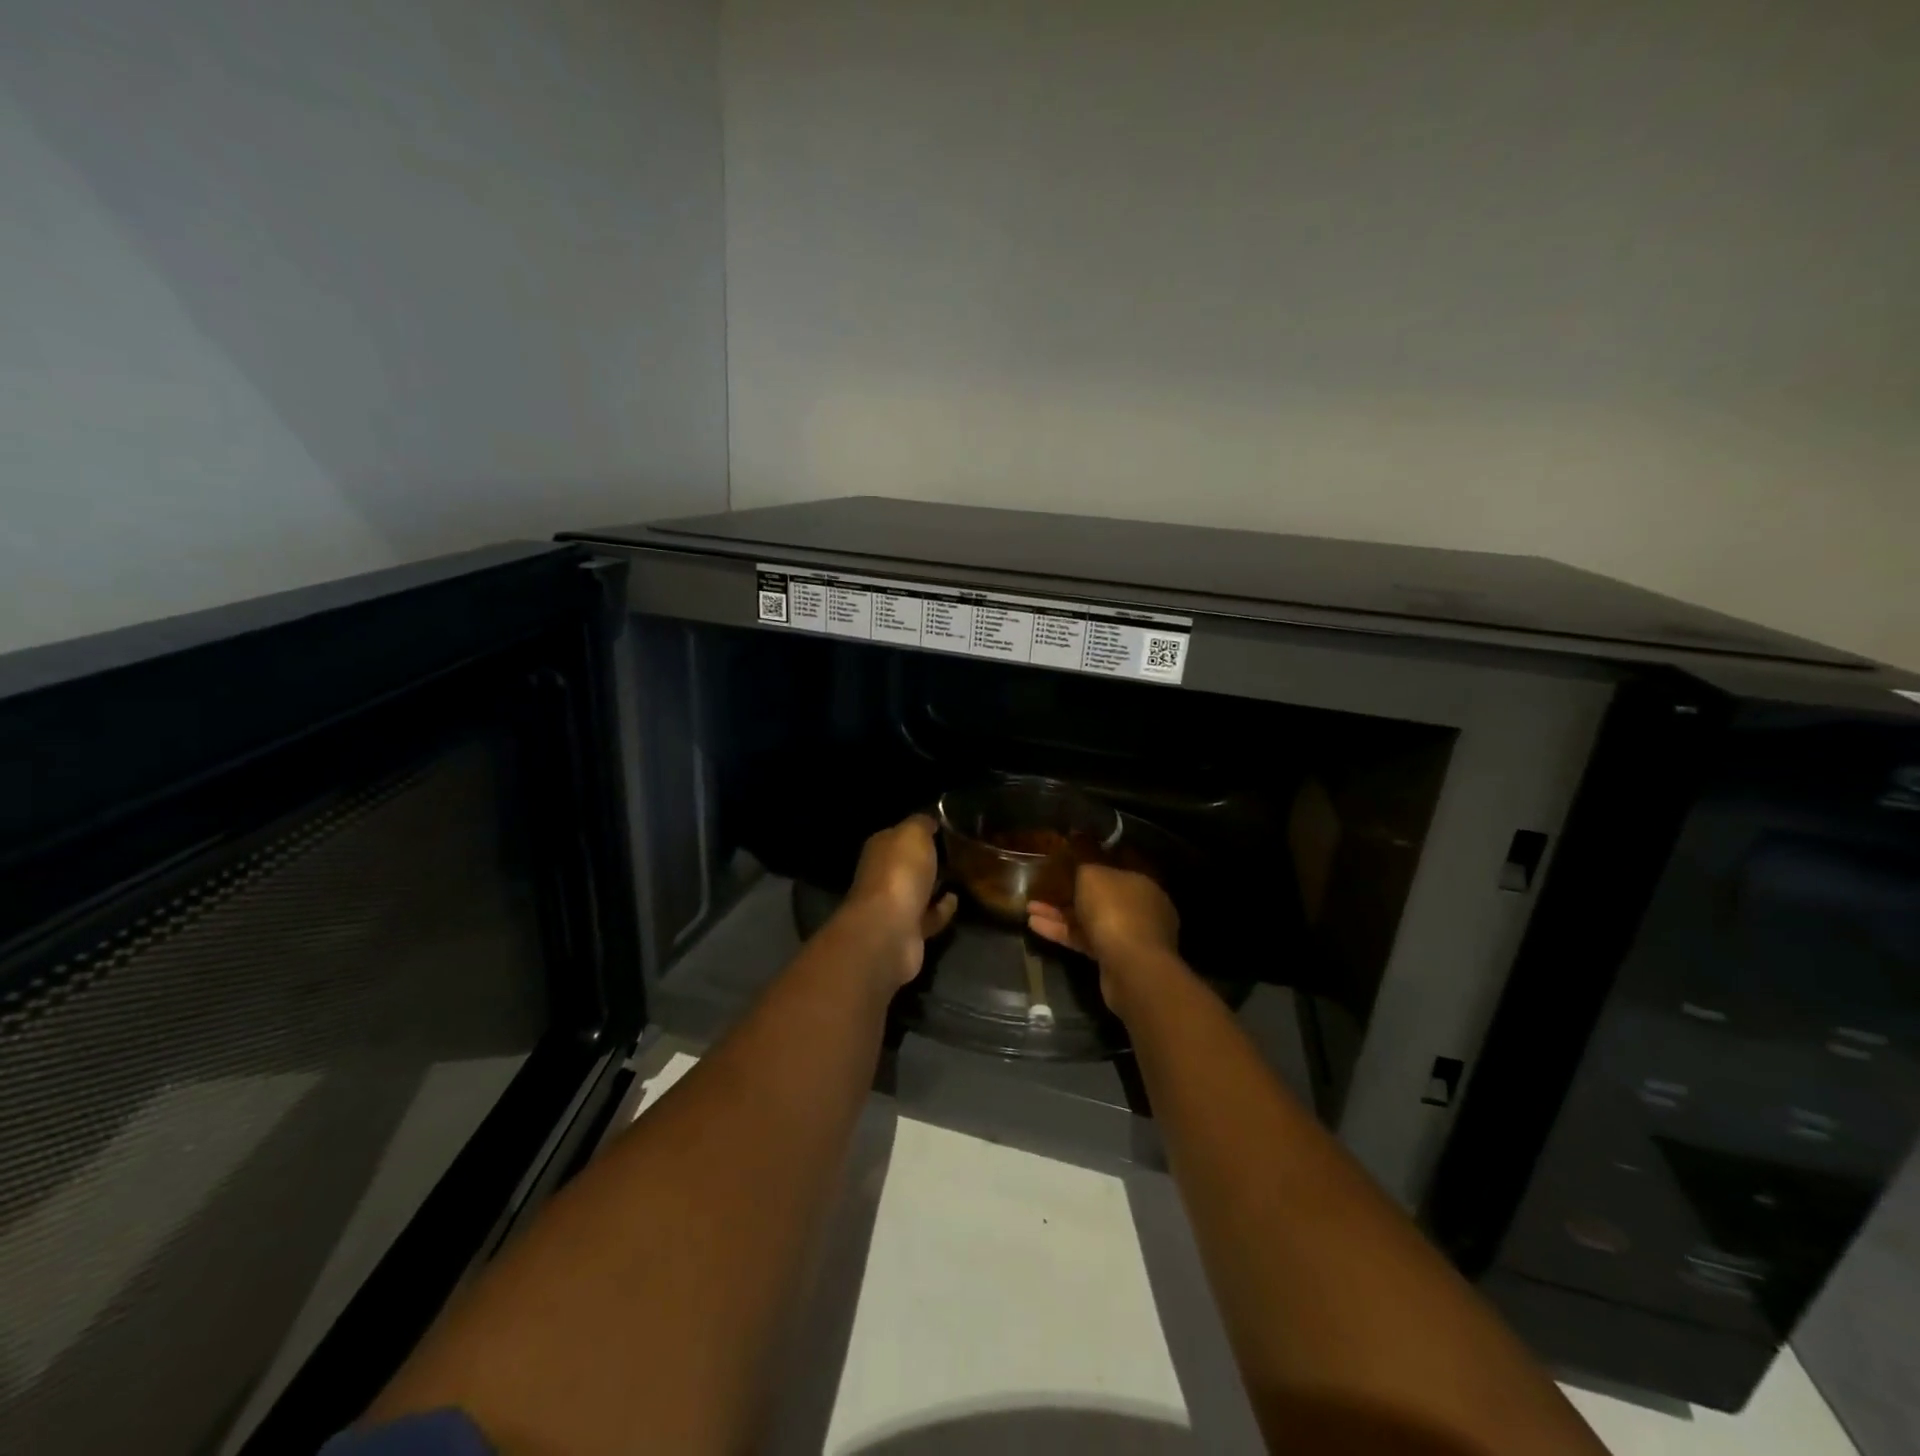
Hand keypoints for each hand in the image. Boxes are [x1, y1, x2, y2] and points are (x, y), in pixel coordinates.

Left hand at [839, 813, 958, 987]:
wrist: (889, 930)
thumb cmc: (900, 873)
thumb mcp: (913, 834)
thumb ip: (922, 824)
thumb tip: (929, 822)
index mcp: (880, 848)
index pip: (899, 834)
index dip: (919, 830)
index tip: (945, 828)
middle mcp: (883, 875)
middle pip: (907, 863)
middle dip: (927, 859)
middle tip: (958, 851)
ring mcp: (894, 905)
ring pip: (918, 890)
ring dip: (935, 884)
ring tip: (962, 874)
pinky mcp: (909, 931)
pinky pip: (929, 915)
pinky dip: (942, 908)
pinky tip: (956, 899)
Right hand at [1027, 865, 1179, 1014]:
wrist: (1131, 966)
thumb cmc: (1114, 909)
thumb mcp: (1092, 875)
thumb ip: (1084, 867)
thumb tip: (1081, 868)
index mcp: (1139, 884)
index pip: (1111, 873)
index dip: (1085, 871)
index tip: (1061, 869)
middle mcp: (1138, 909)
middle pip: (1098, 899)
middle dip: (1068, 895)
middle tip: (1040, 891)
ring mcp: (1127, 936)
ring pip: (1088, 921)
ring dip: (1059, 915)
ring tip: (1029, 909)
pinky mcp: (1113, 959)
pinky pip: (1084, 940)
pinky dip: (1062, 932)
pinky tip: (1035, 926)